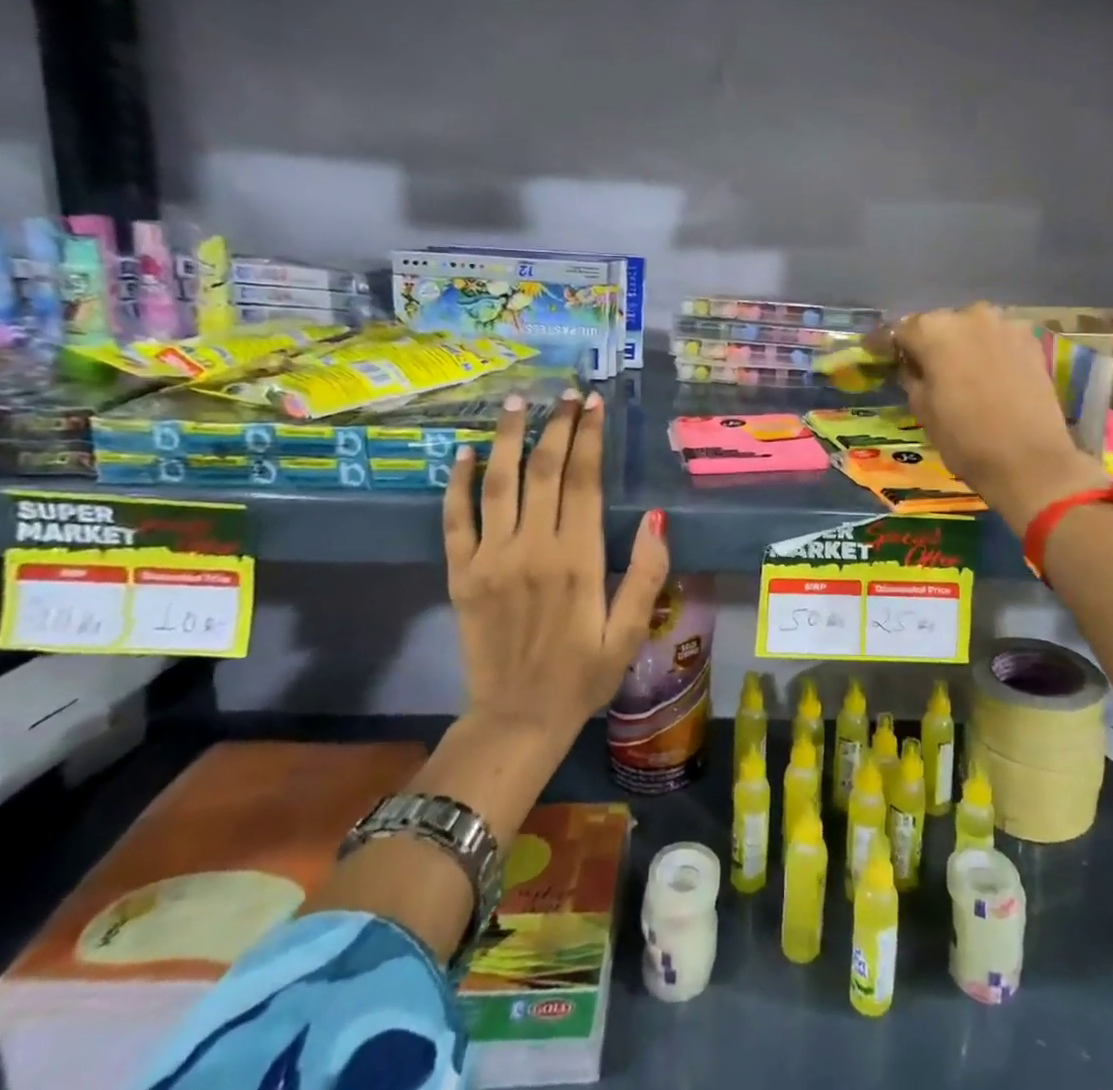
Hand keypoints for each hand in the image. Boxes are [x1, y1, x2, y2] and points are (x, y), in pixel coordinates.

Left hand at [444, 389, 669, 747]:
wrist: (517, 718)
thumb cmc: (584, 673)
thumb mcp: (630, 630)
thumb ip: (646, 572)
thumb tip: (657, 516)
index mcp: (578, 559)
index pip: (583, 480)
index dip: (589, 437)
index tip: (593, 404)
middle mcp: (533, 548)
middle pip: (544, 471)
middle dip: (556, 426)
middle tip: (566, 394)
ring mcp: (491, 558)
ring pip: (499, 483)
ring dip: (509, 439)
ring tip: (517, 403)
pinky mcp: (462, 574)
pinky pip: (455, 519)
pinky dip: (458, 483)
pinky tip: (464, 454)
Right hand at [894, 304, 1103, 528]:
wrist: (1031, 461)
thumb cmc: (965, 439)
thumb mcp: (922, 409)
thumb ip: (911, 376)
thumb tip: (911, 365)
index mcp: (934, 330)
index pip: (898, 330)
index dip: (883, 343)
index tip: (873, 352)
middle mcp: (969, 315)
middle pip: (936, 324)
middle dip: (925, 342)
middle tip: (917, 365)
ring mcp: (1004, 325)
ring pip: (969, 328)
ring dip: (958, 343)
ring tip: (953, 368)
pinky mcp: (1030, 341)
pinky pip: (996, 338)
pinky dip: (985, 349)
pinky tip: (982, 371)